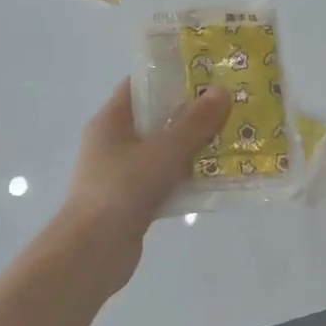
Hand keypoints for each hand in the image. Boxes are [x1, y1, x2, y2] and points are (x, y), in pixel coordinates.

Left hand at [57, 79, 229, 276]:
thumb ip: (194, 123)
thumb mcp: (163, 151)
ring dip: (194, 148)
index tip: (207, 73)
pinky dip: (187, 178)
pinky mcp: (133, 202)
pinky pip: (166, 181)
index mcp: (111, 121)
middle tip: (229, 106)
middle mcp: (113, 143)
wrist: (93, 252)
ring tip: (232, 139)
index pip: (140, 85)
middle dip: (191, 113)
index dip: (171, 76)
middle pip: (156, 119)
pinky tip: (217, 179)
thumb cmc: (122, 189)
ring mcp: (122, 174)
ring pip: (164, 152)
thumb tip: (222, 91)